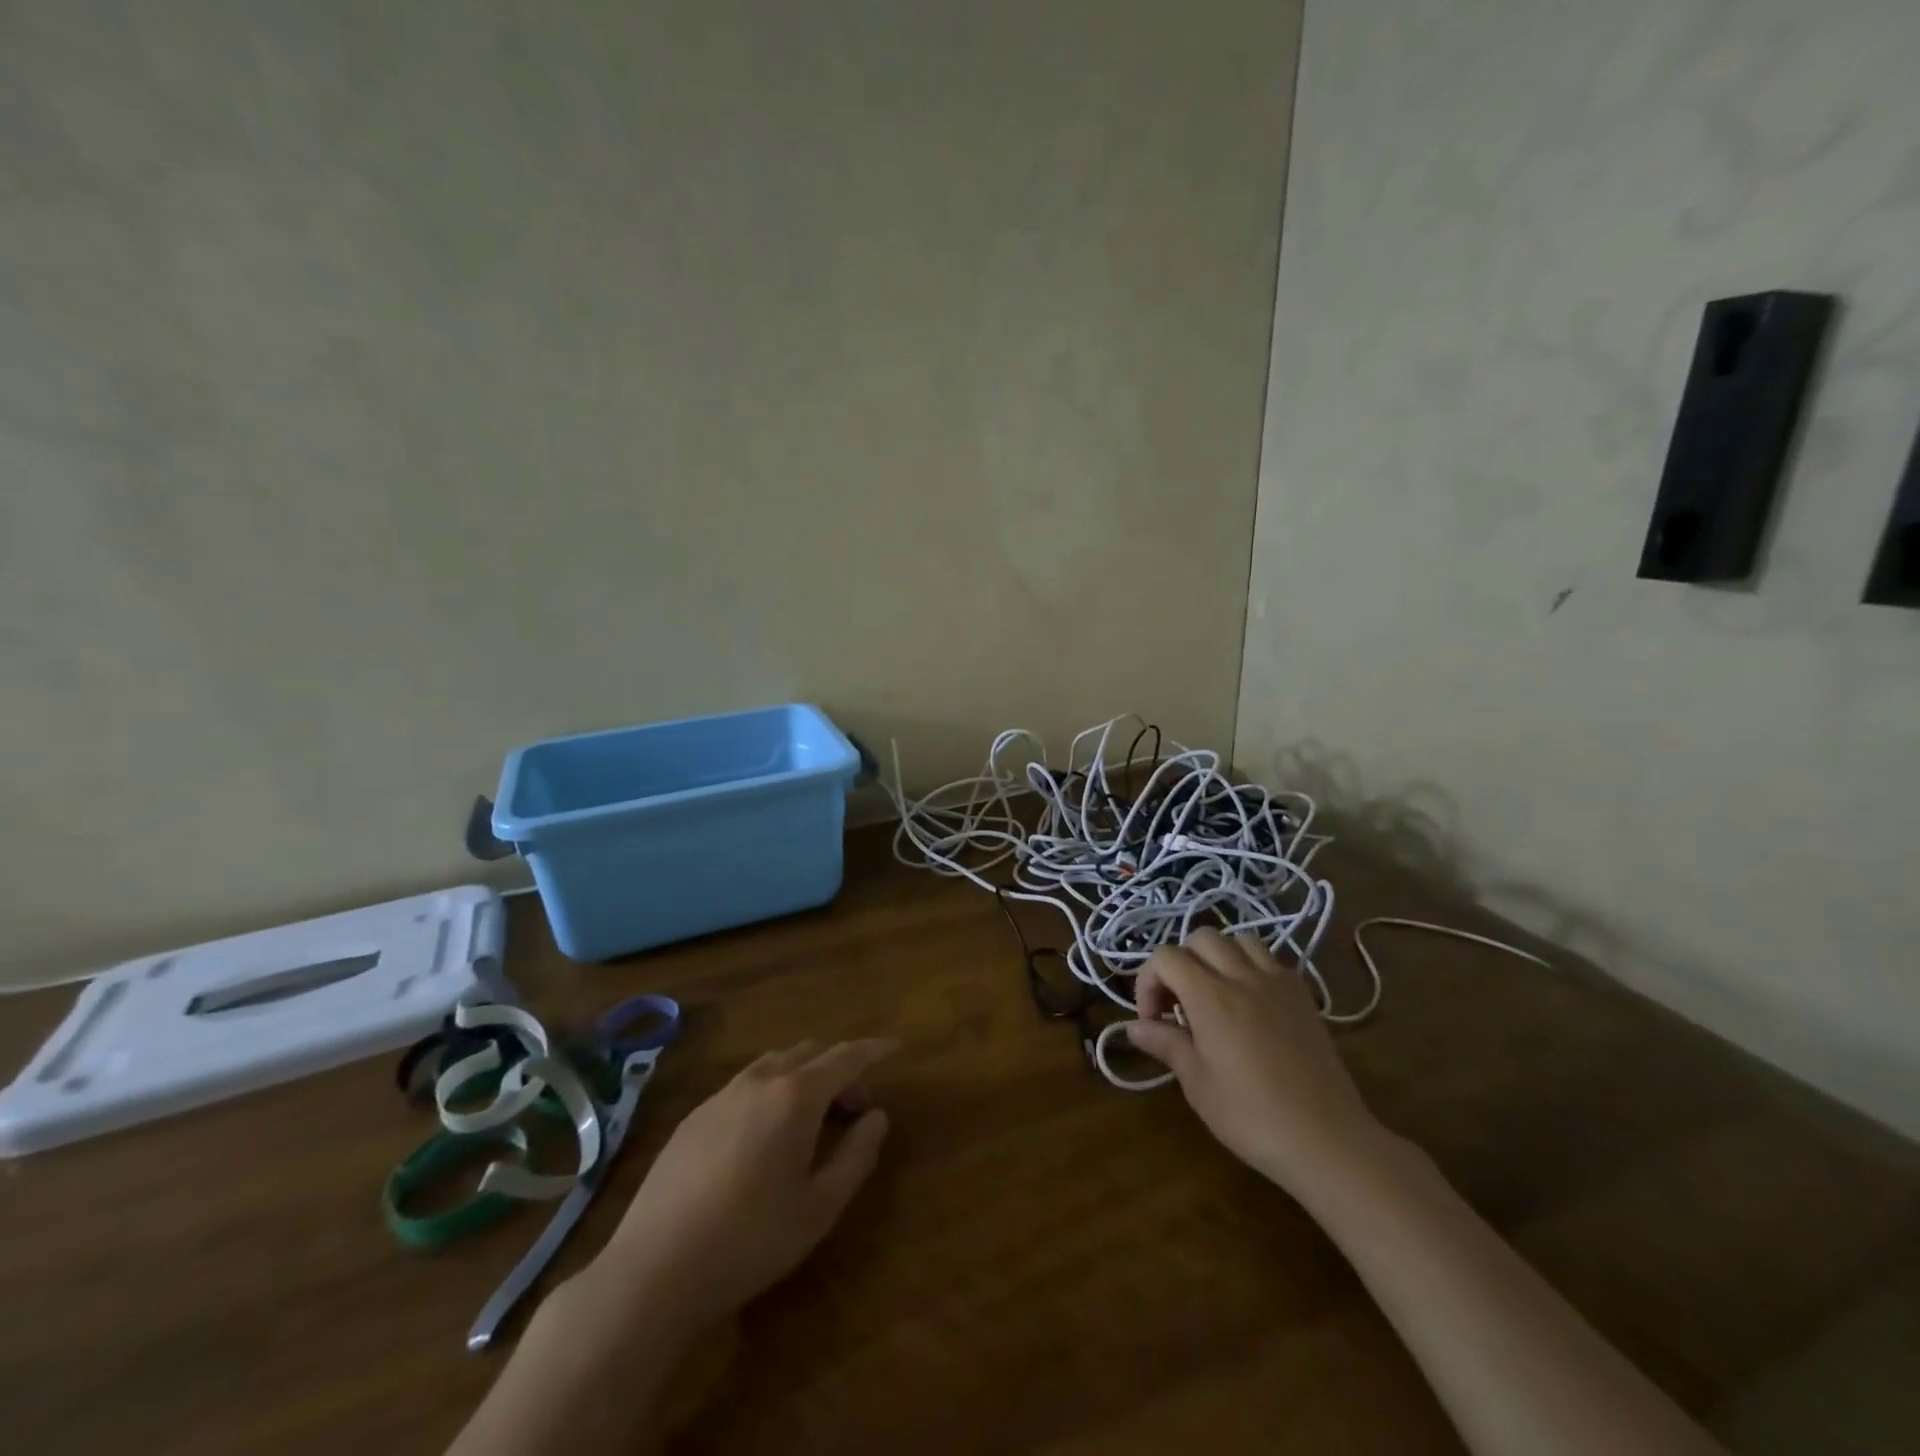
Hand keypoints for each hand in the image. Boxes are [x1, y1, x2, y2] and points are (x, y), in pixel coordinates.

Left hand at [593, 1038, 895, 1333]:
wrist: (654, 1270)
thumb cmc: (750, 1240)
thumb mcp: (819, 1207)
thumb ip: (856, 1155)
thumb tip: (877, 1117)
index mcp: (796, 1096)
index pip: (845, 1057)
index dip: (873, 1050)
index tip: (895, 1047)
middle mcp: (760, 1081)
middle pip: (810, 1053)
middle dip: (840, 1069)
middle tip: (856, 1106)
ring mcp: (722, 1095)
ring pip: (775, 1063)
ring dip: (804, 1075)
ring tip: (815, 1116)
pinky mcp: (694, 1116)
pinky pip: (746, 1084)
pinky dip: (773, 1088)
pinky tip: (767, 1132)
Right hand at [1126, 929, 1380, 1194]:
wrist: (1327, 1139)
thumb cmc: (1252, 1117)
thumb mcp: (1197, 1084)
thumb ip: (1166, 1044)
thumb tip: (1134, 1027)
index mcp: (1210, 995)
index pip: (1166, 957)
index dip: (1148, 981)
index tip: (1152, 1019)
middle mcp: (1243, 976)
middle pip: (1201, 937)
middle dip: (1180, 962)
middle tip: (1178, 1003)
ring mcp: (1278, 982)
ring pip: (1239, 940)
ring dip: (1218, 957)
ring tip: (1214, 993)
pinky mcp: (1303, 996)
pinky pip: (1270, 960)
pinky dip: (1250, 967)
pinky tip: (1249, 1003)